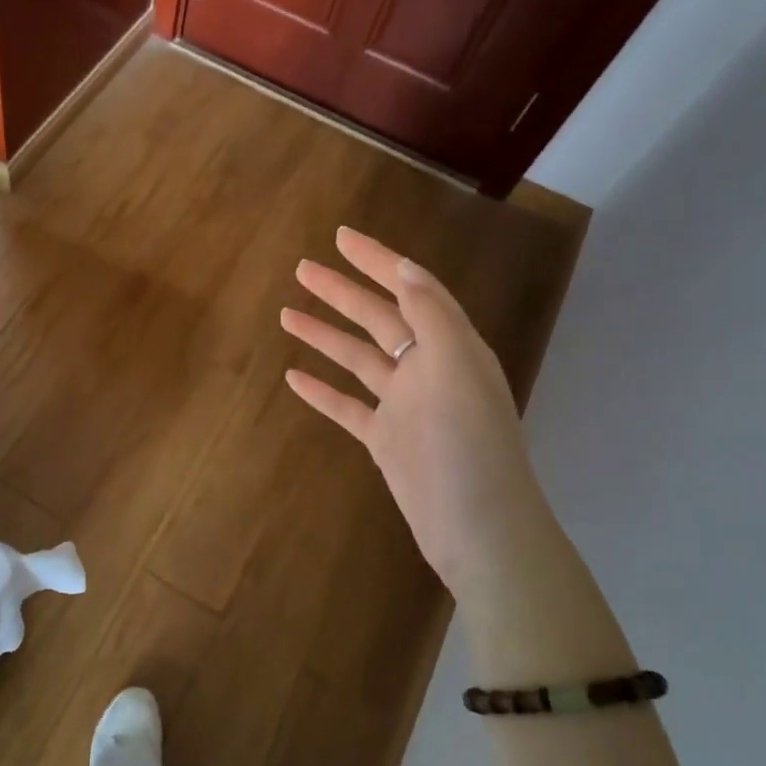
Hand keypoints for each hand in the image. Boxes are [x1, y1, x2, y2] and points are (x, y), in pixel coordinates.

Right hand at [280, 227, 556, 599]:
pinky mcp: (385, 440)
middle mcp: (427, 368)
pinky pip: (347, 406)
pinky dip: (321, 391)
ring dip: (324, 336)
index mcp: (450, 345)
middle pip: (377, 318)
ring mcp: (404, 405)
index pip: (409, 289)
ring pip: (357, 359)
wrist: (479, 528)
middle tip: (301, 269)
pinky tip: (292, 377)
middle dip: (340, 292)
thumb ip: (430, 314)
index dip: (377, 261)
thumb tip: (404, 267)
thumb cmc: (468, 443)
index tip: (340, 237)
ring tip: (286, 315)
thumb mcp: (456, 366)